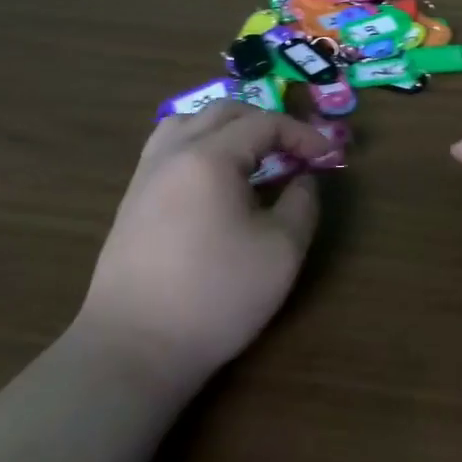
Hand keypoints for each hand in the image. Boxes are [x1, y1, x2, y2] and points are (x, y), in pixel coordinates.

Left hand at [80, 103, 330, 391]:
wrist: (134, 349)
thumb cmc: (216, 297)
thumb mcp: (281, 251)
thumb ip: (302, 203)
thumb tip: (304, 178)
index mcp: (210, 157)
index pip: (265, 123)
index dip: (303, 135)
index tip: (329, 156)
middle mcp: (174, 153)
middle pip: (225, 111)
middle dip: (267, 123)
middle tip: (295, 151)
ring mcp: (146, 175)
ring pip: (189, 122)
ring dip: (228, 127)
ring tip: (252, 155)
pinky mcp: (132, 200)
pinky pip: (169, 148)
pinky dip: (199, 144)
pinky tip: (214, 178)